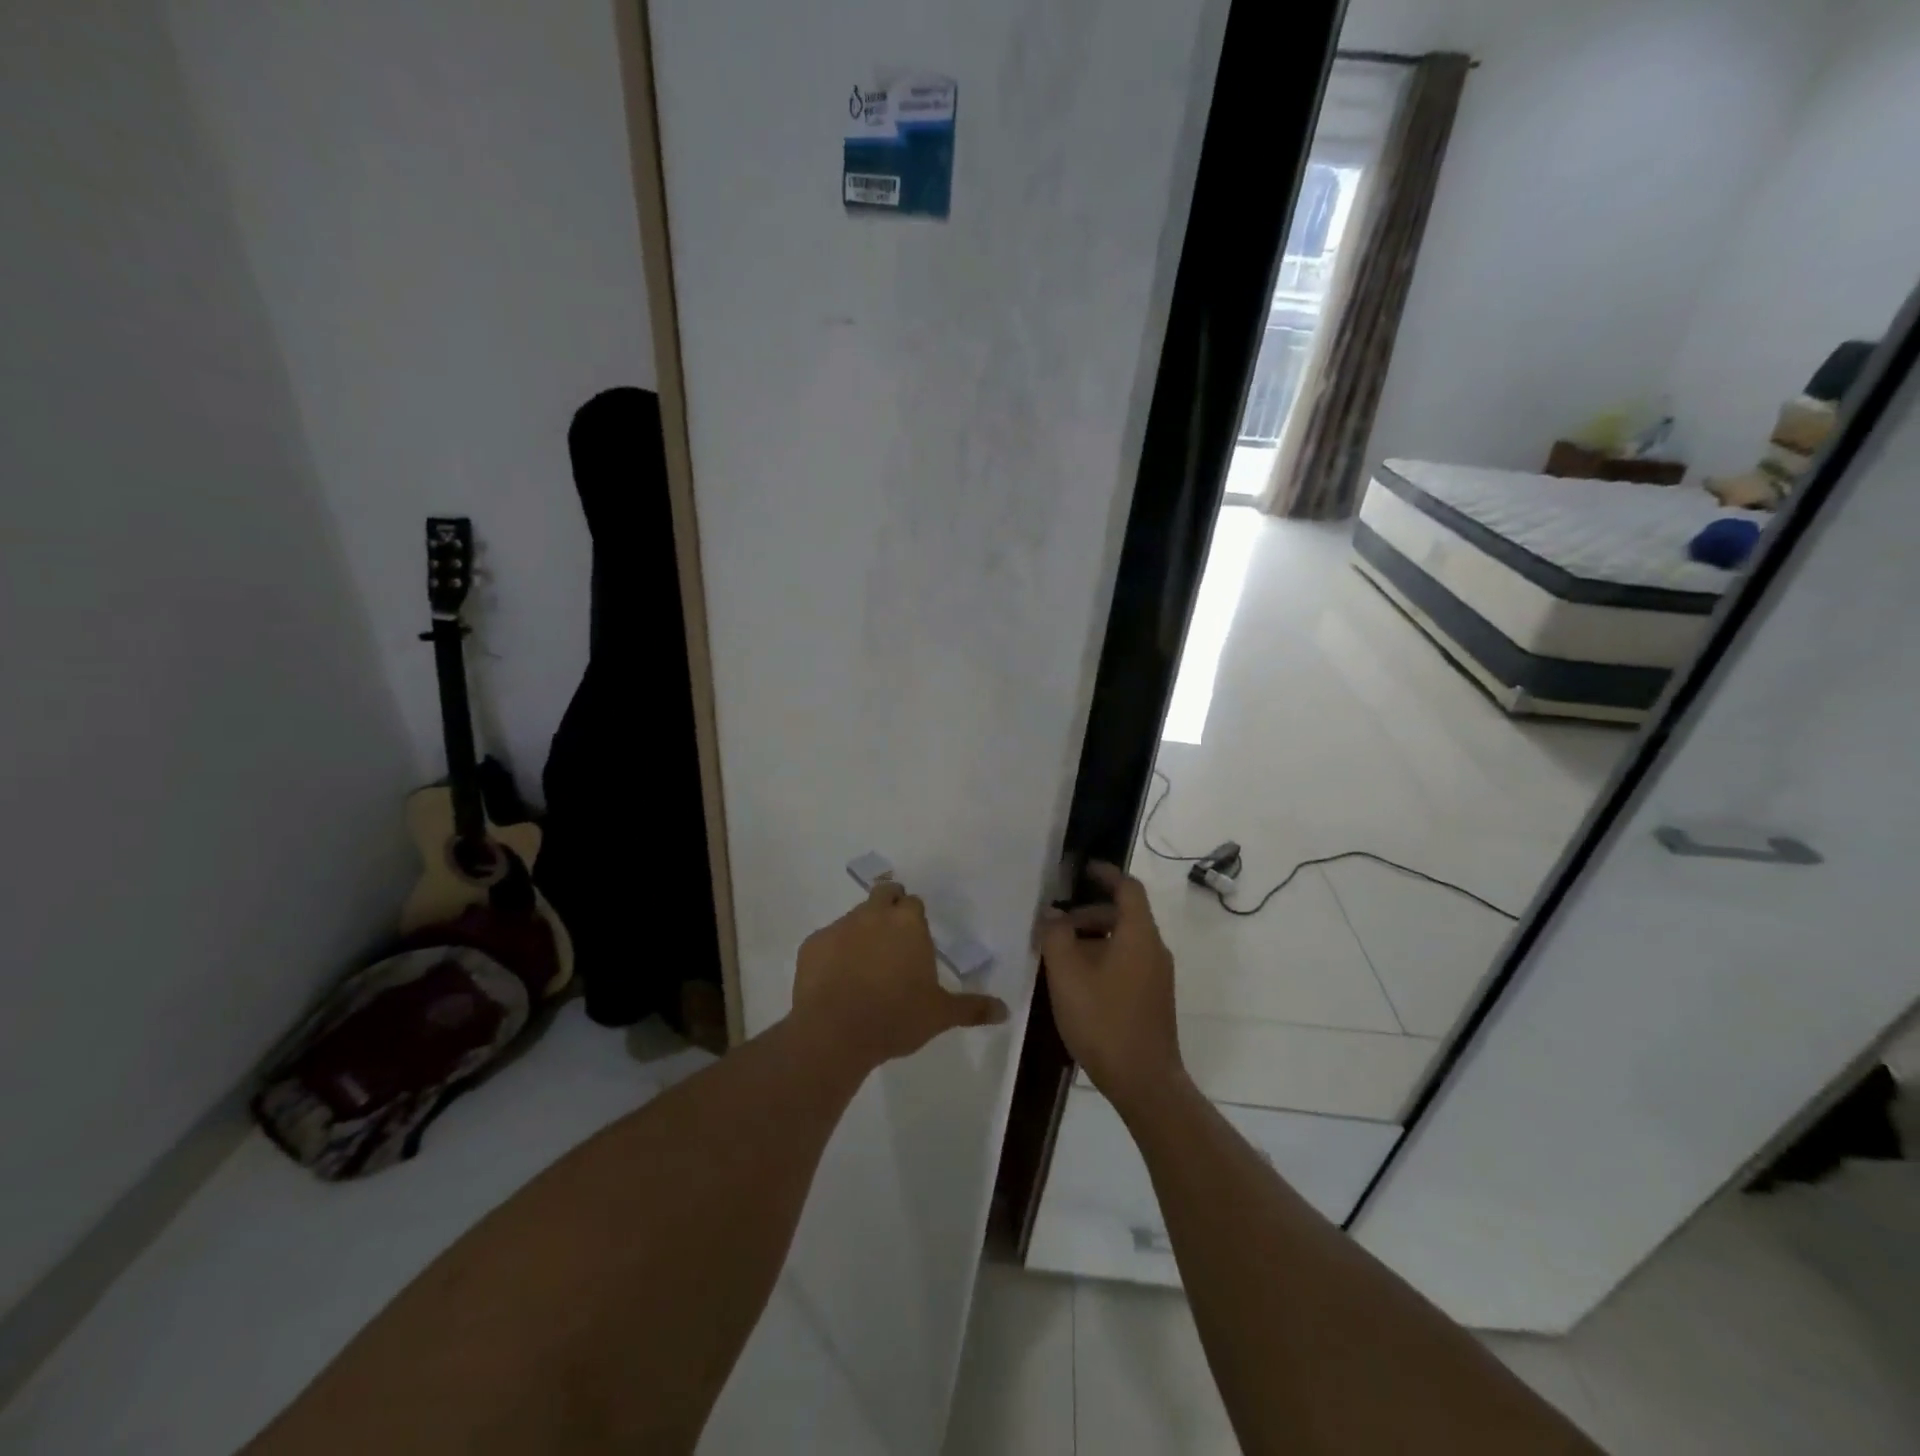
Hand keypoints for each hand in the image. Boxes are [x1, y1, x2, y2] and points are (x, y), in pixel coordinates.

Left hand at [792, 881, 1008, 1072]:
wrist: (834, 1032)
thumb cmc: (896, 1017)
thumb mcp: (940, 1015)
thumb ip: (973, 1008)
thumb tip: (1005, 1010)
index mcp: (908, 922)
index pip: (913, 902)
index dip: (914, 916)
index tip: (916, 937)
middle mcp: (874, 914)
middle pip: (884, 893)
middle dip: (889, 905)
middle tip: (892, 938)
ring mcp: (839, 926)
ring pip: (854, 917)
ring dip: (862, 930)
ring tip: (864, 965)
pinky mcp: (812, 944)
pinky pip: (827, 941)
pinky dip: (834, 952)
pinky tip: (836, 980)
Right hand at [1040, 862, 1186, 1118]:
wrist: (1144, 1081)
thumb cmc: (1103, 1020)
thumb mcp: (1067, 975)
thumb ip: (1056, 937)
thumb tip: (1051, 914)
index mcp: (1139, 935)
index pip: (1128, 888)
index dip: (1107, 874)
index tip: (1083, 869)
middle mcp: (1154, 949)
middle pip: (1124, 915)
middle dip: (1089, 913)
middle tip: (1056, 924)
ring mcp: (1157, 976)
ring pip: (1124, 940)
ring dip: (1094, 938)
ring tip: (1060, 955)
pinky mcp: (1153, 998)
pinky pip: (1128, 961)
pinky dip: (1104, 957)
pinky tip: (1078, 981)